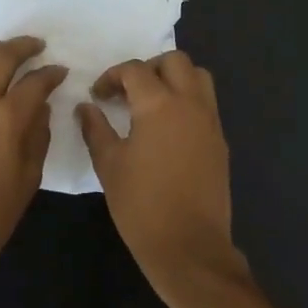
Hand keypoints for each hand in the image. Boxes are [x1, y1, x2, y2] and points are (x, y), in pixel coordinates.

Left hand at [0, 37, 65, 275]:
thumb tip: (40, 108)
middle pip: (1, 57)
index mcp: (6, 120)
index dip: (51, 74)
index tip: (60, 72)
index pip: (35, 82)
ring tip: (7, 51)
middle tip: (37, 46)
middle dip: (24, 47)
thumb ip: (37, 136)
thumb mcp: (28, 179)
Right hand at [76, 50, 248, 302]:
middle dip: (149, 68)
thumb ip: (96, 129)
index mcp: (159, 105)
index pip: (135, 70)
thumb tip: (86, 107)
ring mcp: (210, 121)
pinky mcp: (220, 141)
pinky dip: (188, 100)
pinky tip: (168, 127)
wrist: (189, 246)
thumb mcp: (109, 165)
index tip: (98, 95)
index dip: (112, 76)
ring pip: (199, 77)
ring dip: (175, 78)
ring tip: (152, 102)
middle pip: (175, 61)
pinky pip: (207, 103)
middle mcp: (190, 103)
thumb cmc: (141, 205)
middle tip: (128, 91)